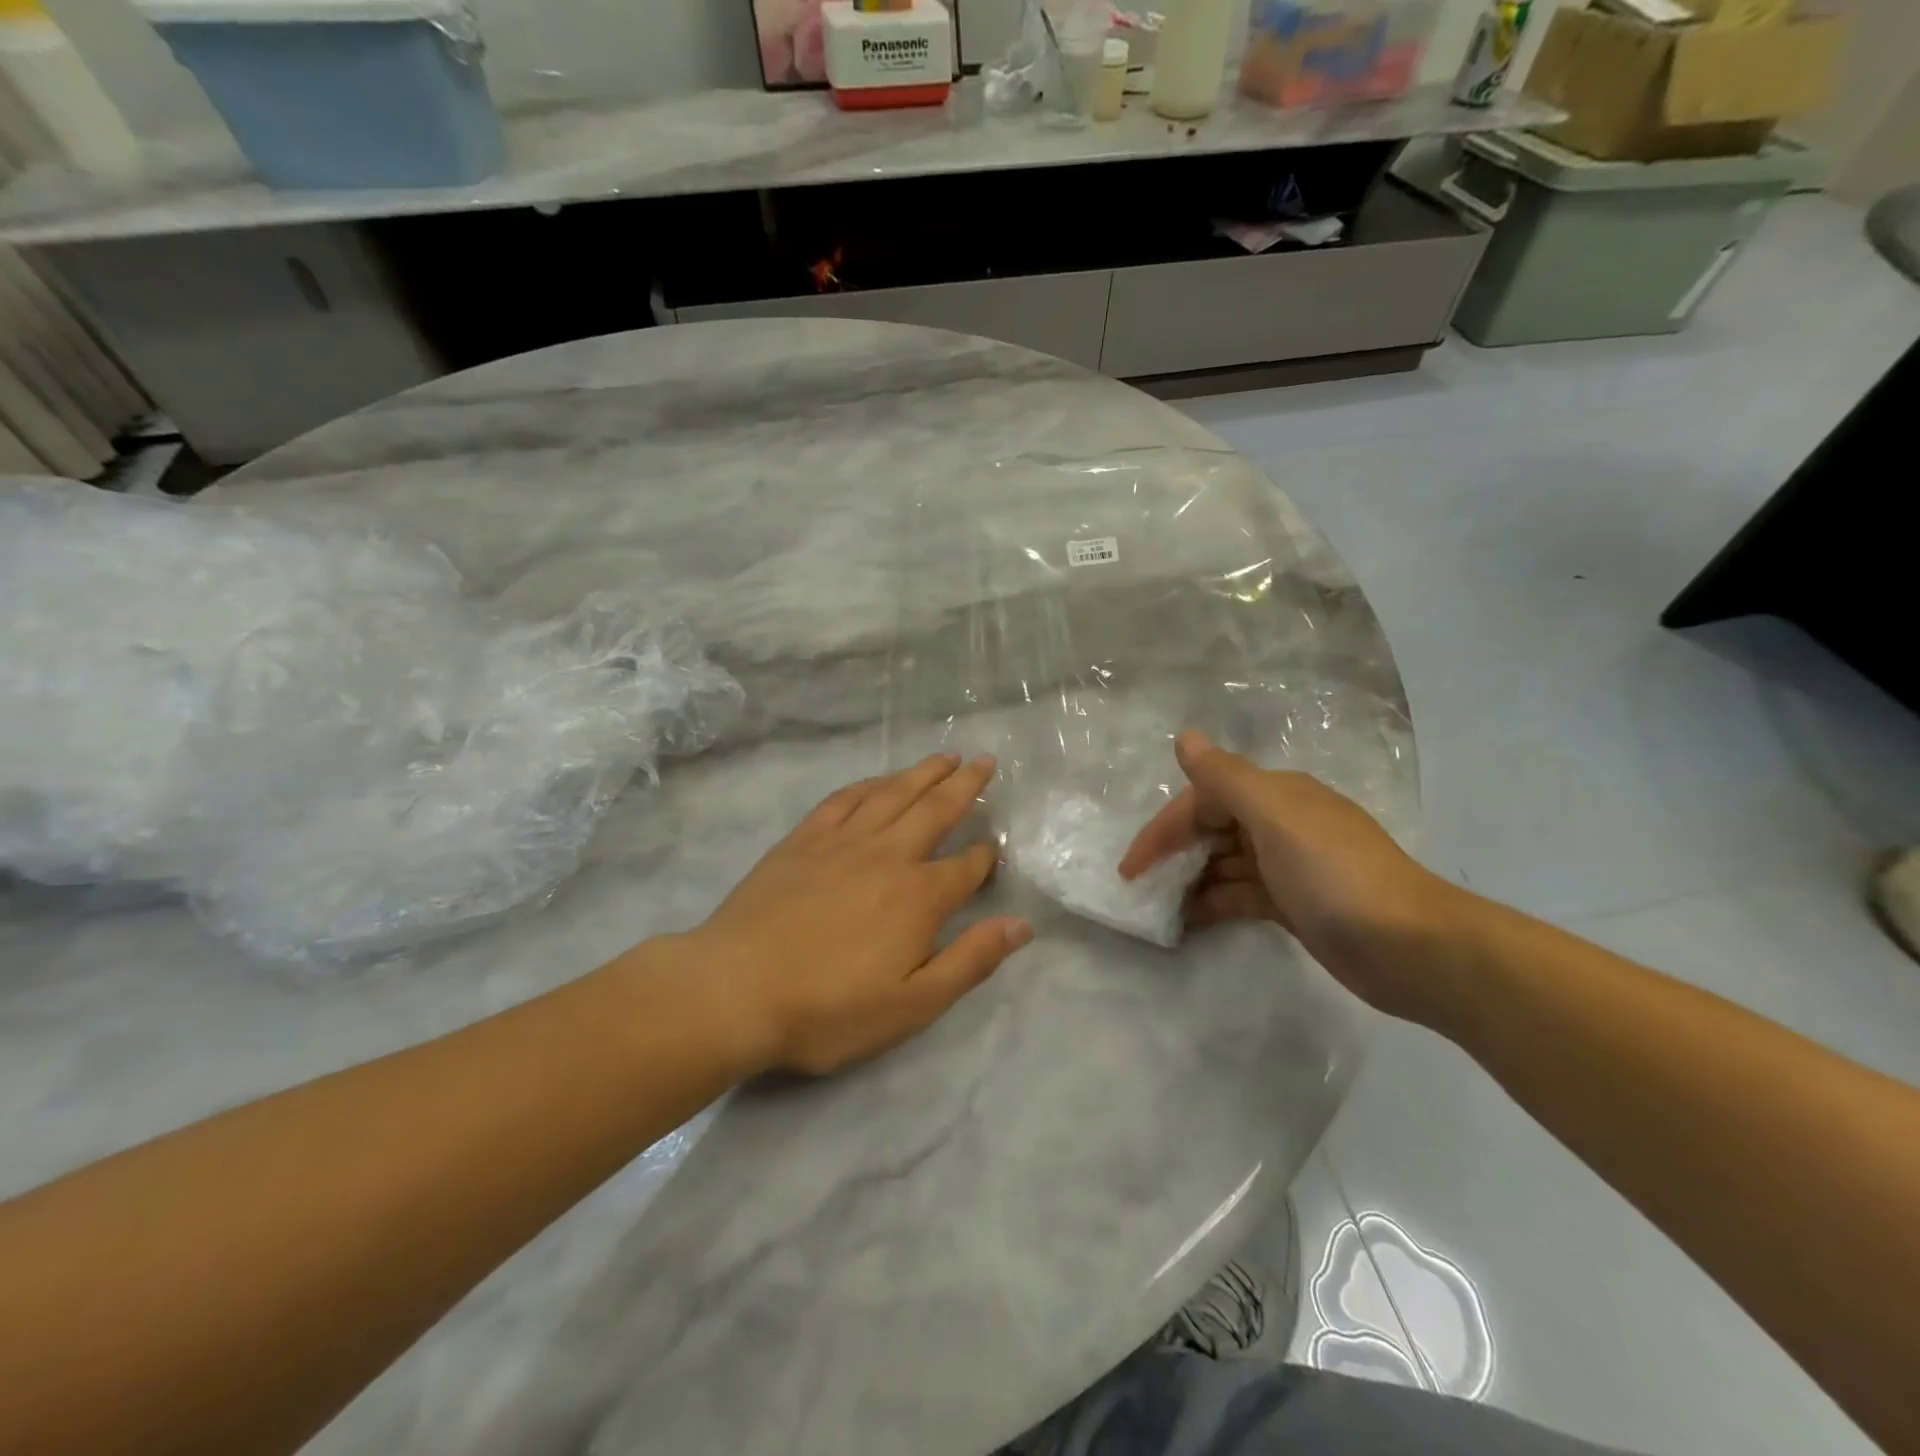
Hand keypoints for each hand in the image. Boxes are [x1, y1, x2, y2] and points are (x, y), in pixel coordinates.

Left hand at [691, 753, 1031, 1075]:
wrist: (735, 989)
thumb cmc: (829, 1008)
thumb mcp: (913, 1005)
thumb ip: (970, 961)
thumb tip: (1022, 926)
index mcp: (919, 896)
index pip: (966, 867)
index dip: (986, 856)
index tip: (996, 846)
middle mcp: (888, 855)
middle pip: (936, 810)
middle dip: (965, 786)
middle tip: (986, 761)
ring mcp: (842, 841)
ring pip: (893, 794)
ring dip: (923, 772)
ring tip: (946, 756)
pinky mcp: (803, 839)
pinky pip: (844, 799)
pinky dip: (868, 784)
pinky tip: (878, 780)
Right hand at [1118, 730, 1460, 1022]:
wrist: (1413, 949)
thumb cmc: (1335, 876)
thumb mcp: (1275, 818)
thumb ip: (1225, 778)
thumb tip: (1185, 736)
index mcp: (1276, 796)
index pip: (1204, 799)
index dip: (1165, 828)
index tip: (1131, 868)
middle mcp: (1280, 823)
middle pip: (1212, 829)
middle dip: (1173, 853)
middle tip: (1140, 888)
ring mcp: (1289, 866)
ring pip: (1224, 863)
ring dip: (1190, 880)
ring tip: (1156, 909)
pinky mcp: (1295, 904)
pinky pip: (1240, 894)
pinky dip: (1213, 903)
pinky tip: (1189, 921)